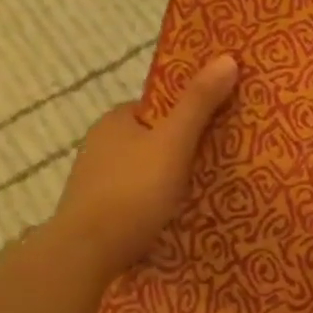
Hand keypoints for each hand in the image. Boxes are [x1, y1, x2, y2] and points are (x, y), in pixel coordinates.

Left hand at [47, 54, 238, 278]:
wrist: (84, 254)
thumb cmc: (132, 191)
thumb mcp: (174, 142)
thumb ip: (199, 103)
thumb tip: (227, 57)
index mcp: (116, 120)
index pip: (160, 106)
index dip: (190, 112)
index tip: (219, 124)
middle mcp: (101, 145)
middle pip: (154, 138)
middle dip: (182, 146)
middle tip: (219, 158)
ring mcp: (96, 180)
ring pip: (144, 169)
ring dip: (168, 176)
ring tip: (203, 189)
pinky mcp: (97, 212)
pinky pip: (136, 196)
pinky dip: (154, 200)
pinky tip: (173, 213)